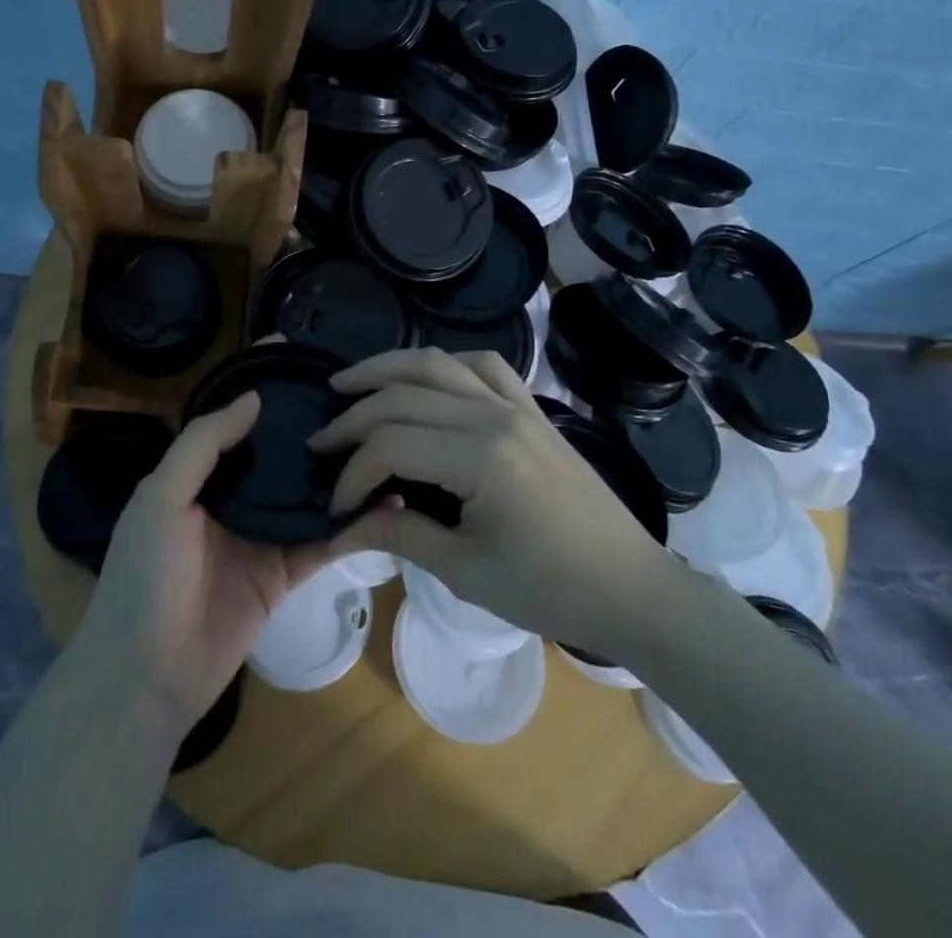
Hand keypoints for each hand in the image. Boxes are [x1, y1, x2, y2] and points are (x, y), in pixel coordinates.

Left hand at [77, 392, 365, 741]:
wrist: (146, 678)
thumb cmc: (145, 576)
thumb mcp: (161, 498)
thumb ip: (203, 444)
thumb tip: (253, 397)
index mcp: (198, 473)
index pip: (234, 418)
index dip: (261, 385)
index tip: (296, 350)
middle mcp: (232, 497)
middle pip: (277, 451)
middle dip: (309, 424)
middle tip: (358, 394)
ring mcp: (260, 535)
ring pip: (306, 493)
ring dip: (339, 473)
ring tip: (384, 441)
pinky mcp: (283, 574)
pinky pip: (322, 542)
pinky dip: (350, 524)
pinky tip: (386, 502)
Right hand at [310, 348, 671, 652]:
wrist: (630, 585)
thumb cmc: (551, 589)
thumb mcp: (467, 571)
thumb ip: (401, 536)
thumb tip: (342, 528)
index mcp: (481, 458)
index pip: (391, 446)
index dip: (353, 474)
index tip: (335, 507)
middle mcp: (494, 415)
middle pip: (405, 396)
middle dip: (354, 417)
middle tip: (321, 440)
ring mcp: (517, 404)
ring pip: (438, 363)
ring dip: (387, 368)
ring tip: (347, 383)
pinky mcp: (532, 407)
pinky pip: (484, 365)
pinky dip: (445, 364)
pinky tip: (425, 378)